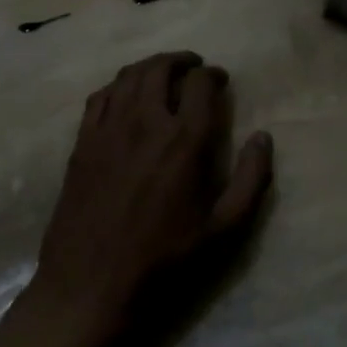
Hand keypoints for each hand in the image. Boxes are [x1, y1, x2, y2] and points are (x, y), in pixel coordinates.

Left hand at [32, 52, 272, 336]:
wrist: (91, 286)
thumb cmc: (164, 261)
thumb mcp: (224, 230)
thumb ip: (251, 179)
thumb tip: (263, 137)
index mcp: (184, 140)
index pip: (200, 84)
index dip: (213, 75)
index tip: (220, 81)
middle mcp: (145, 121)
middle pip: (161, 68)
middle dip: (181, 61)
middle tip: (193, 67)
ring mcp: (109, 128)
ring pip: (129, 75)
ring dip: (150, 66)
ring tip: (162, 72)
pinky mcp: (82, 141)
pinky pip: (100, 96)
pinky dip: (118, 84)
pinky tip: (125, 94)